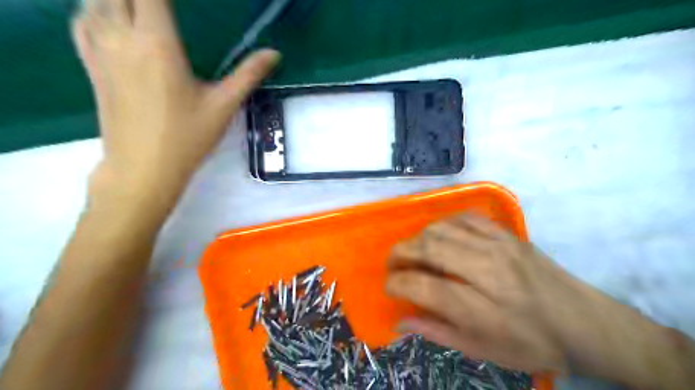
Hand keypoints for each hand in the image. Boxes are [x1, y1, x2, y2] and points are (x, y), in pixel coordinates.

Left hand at [69, 0, 276, 206]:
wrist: (143, 167)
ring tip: (144, 7)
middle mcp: (121, 36)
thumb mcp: (224, 105)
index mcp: (157, 43)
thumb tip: (274, 53)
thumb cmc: (187, 137)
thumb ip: (248, 74)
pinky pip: (82, 20)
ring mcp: (100, 49)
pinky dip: (95, 8)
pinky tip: (112, 16)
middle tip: (167, 7)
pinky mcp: (91, 65)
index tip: (181, 2)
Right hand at [386, 214, 694, 388]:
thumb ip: (436, 332)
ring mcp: (498, 246)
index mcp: (481, 309)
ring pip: (442, 228)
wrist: (586, 324)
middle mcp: (487, 271)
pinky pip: (464, 217)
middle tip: (392, 264)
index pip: (424, 286)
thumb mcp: (482, 351)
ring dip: (418, 237)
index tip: (389, 286)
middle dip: (400, 253)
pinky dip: (443, 224)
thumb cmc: (532, 345)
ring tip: (413, 250)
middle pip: (429, 248)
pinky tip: (439, 236)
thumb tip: (399, 322)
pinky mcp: (507, 234)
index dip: (397, 283)